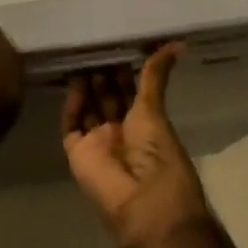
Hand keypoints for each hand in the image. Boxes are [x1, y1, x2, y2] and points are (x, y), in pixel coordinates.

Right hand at [63, 45, 208, 247]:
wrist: (143, 203)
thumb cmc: (158, 155)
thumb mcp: (155, 109)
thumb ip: (155, 75)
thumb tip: (176, 44)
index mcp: (145, 126)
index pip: (130, 92)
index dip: (123, 71)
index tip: (116, 43)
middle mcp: (121, 133)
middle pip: (107, 98)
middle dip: (101, 74)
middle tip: (94, 44)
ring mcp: (98, 142)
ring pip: (88, 108)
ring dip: (85, 85)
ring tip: (80, 55)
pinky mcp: (78, 152)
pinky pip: (71, 124)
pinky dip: (72, 104)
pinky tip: (74, 82)